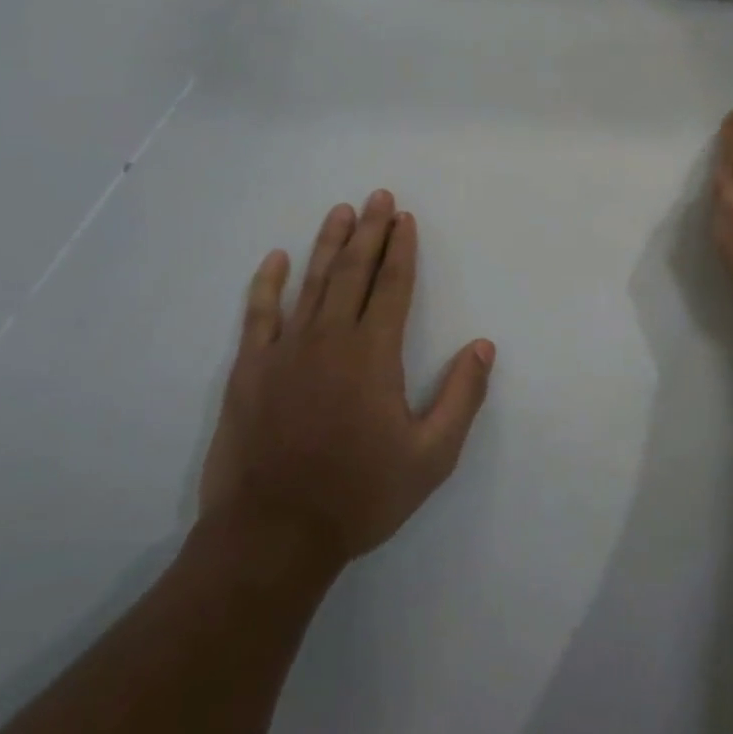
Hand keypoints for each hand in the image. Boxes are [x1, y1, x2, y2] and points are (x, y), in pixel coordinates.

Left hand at [200, 191, 495, 576]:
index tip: (405, 218)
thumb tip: (483, 346)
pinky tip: (276, 259)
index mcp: (373, 354)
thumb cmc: (359, 496)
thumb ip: (461, 397)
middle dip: (370, 231)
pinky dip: (268, 284)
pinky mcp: (249, 371)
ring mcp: (284, 351)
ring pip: (311, 282)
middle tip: (378, 196)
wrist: (272, 537)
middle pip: (354, 271)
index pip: (392, 285)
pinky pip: (259, 314)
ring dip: (328, 244)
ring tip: (341, 211)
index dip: (402, 249)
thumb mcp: (431, 457)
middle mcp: (329, 339)